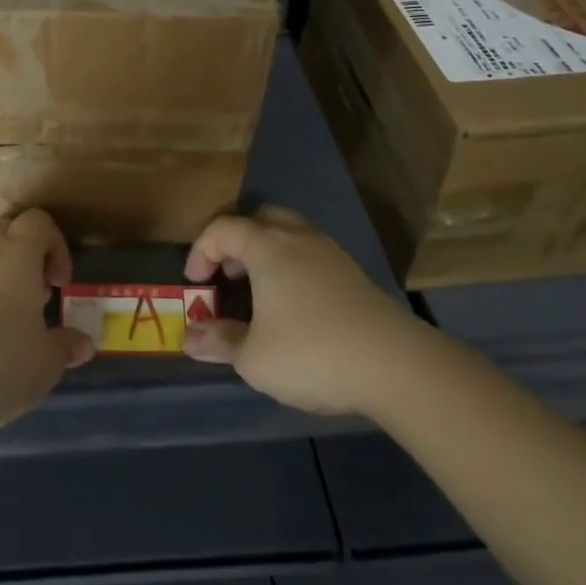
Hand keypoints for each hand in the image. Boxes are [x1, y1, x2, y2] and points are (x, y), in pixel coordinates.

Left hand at [0, 210, 94, 437]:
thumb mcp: (46, 363)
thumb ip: (66, 347)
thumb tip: (83, 343)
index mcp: (16, 256)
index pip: (38, 222)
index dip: (56, 245)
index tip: (60, 284)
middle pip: (5, 231)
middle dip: (25, 254)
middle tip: (37, 294)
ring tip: (9, 319)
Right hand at [182, 205, 419, 414]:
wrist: (396, 365)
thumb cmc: (312, 353)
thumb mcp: (254, 357)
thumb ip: (220, 342)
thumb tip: (189, 338)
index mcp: (267, 247)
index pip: (223, 229)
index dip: (201, 250)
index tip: (195, 283)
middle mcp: (299, 238)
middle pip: (261, 219)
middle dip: (238, 242)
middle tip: (229, 275)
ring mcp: (332, 254)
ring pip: (291, 234)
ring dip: (268, 253)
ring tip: (261, 292)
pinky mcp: (356, 275)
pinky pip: (313, 255)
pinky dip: (294, 268)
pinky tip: (297, 307)